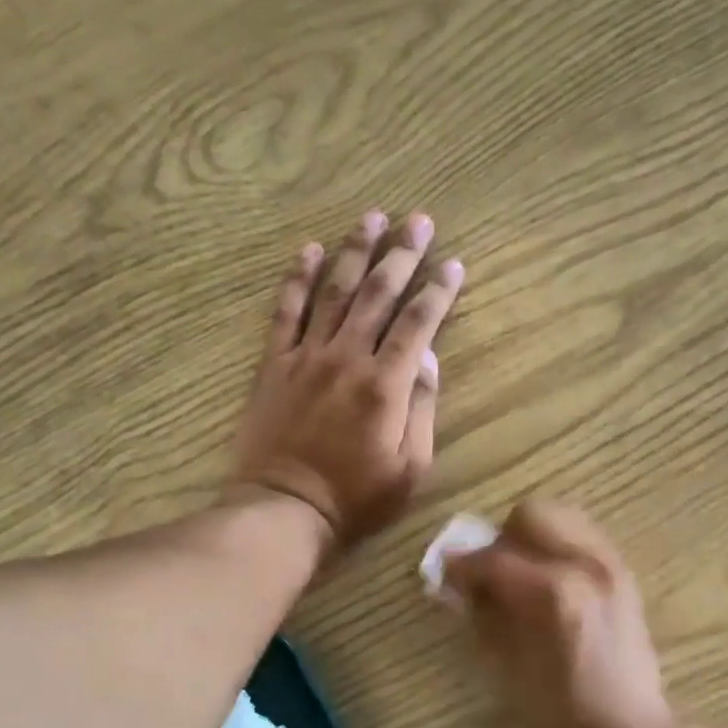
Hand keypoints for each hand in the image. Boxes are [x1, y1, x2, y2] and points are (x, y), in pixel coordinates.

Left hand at [229, 210, 463, 549]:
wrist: (285, 508)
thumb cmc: (357, 497)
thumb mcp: (411, 467)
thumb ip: (422, 408)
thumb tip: (427, 357)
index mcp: (386, 384)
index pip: (418, 323)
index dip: (438, 291)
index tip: (453, 264)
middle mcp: (347, 357)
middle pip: (378, 294)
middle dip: (402, 255)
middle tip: (419, 221)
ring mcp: (307, 356)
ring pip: (334, 291)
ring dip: (355, 252)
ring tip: (371, 218)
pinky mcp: (274, 364)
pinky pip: (286, 311)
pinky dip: (297, 278)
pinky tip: (309, 250)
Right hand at [444, 500, 683, 727]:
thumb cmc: (559, 713)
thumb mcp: (505, 667)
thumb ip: (480, 613)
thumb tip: (455, 582)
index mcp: (554, 592)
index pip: (494, 558)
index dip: (461, 564)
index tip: (443, 573)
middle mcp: (586, 565)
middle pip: (531, 515)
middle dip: (502, 539)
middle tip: (489, 572)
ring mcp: (611, 565)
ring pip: (562, 516)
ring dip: (532, 537)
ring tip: (521, 572)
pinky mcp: (624, 574)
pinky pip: (584, 536)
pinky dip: (559, 545)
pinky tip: (548, 578)